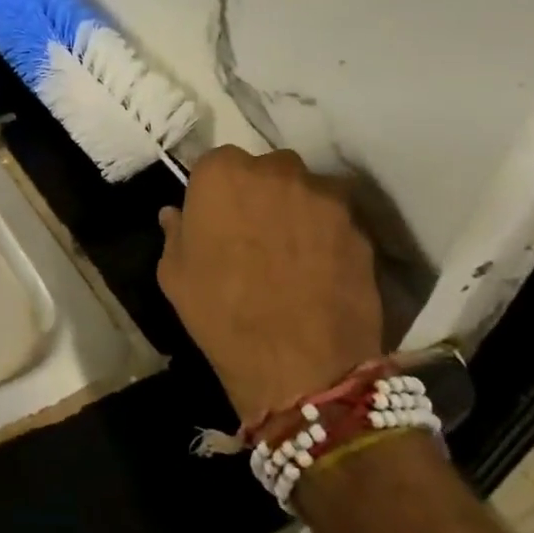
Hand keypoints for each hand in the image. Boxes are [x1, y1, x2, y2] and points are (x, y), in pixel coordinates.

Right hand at [157, 147, 383, 421]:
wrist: (301, 368)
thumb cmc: (221, 313)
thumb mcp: (174, 275)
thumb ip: (175, 233)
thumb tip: (174, 214)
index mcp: (222, 173)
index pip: (214, 164)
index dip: (214, 193)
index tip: (214, 219)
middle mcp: (276, 170)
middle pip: (265, 169)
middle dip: (259, 192)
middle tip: (254, 232)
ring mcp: (324, 197)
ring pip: (306, 190)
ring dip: (297, 208)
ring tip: (293, 250)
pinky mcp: (360, 228)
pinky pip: (336, 220)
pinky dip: (327, 235)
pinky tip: (320, 269)